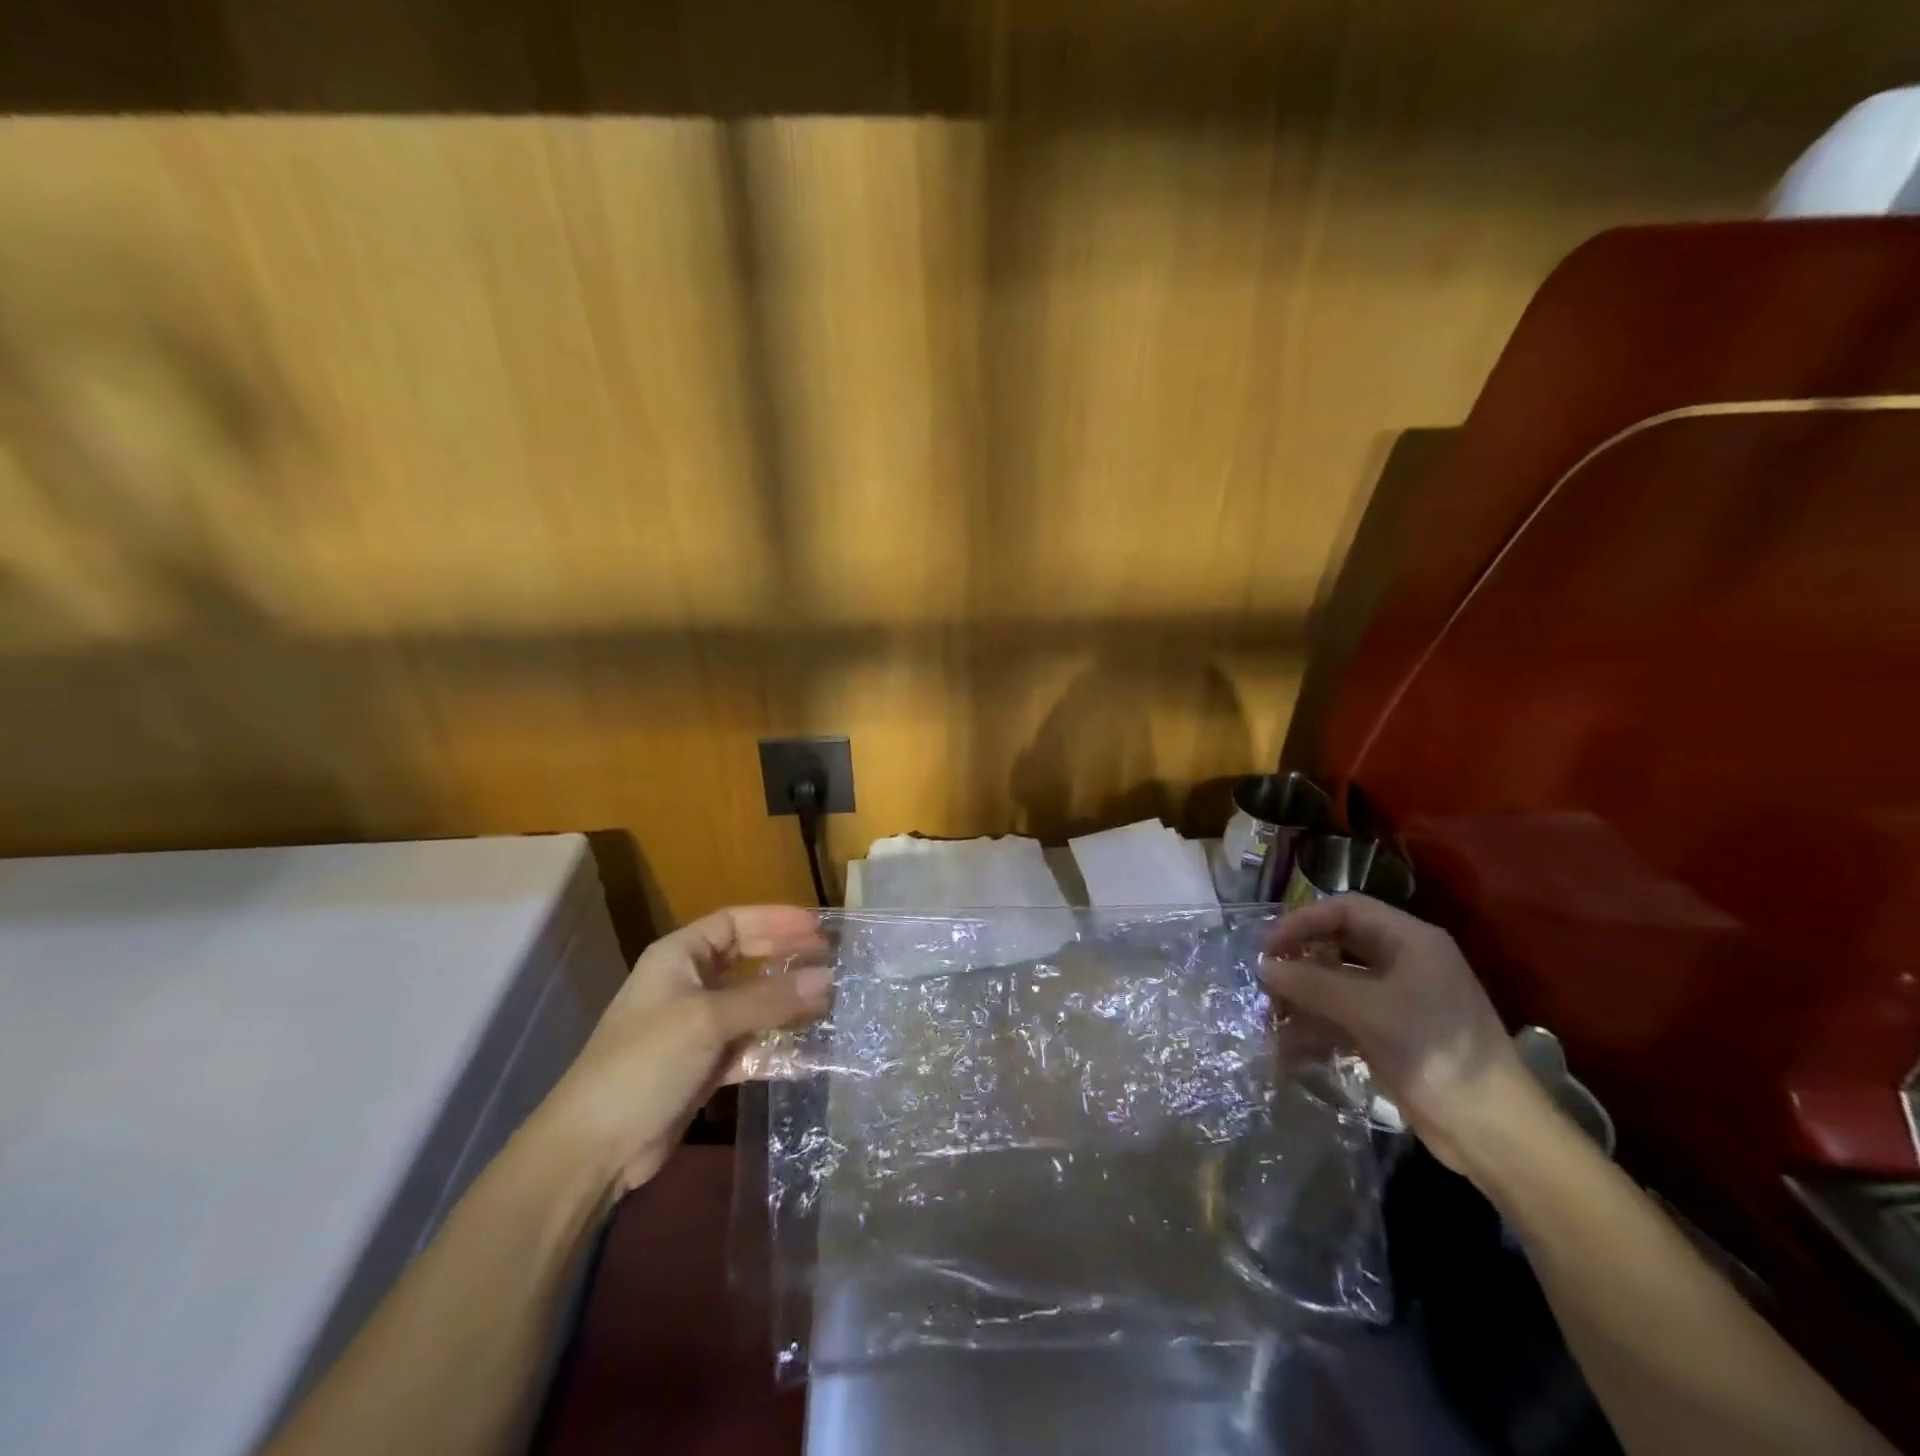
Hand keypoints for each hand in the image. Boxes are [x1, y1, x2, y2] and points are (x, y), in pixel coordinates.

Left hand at [539, 905, 830, 1197]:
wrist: (594, 1147)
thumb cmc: (646, 1061)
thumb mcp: (709, 1019)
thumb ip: (770, 998)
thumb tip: (828, 978)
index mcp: (679, 956)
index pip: (735, 921)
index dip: (776, 920)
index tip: (818, 927)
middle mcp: (689, 983)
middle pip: (747, 959)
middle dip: (787, 957)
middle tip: (831, 958)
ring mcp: (697, 1027)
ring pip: (753, 1004)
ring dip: (788, 1003)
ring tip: (831, 1001)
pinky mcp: (705, 1065)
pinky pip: (751, 1044)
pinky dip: (777, 1045)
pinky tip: (812, 1050)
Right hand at [1262, 894, 1543, 1175]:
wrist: (1493, 1132)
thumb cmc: (1435, 1051)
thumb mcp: (1369, 1011)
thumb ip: (1312, 984)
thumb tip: (1264, 967)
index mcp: (1410, 941)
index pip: (1346, 909)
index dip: (1303, 920)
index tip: (1268, 946)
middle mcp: (1405, 962)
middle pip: (1339, 944)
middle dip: (1300, 960)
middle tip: (1264, 978)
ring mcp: (1398, 1001)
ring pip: (1338, 984)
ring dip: (1303, 997)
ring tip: (1270, 1016)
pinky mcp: (1392, 1035)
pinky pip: (1344, 1017)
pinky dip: (1316, 1027)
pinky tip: (1289, 1046)